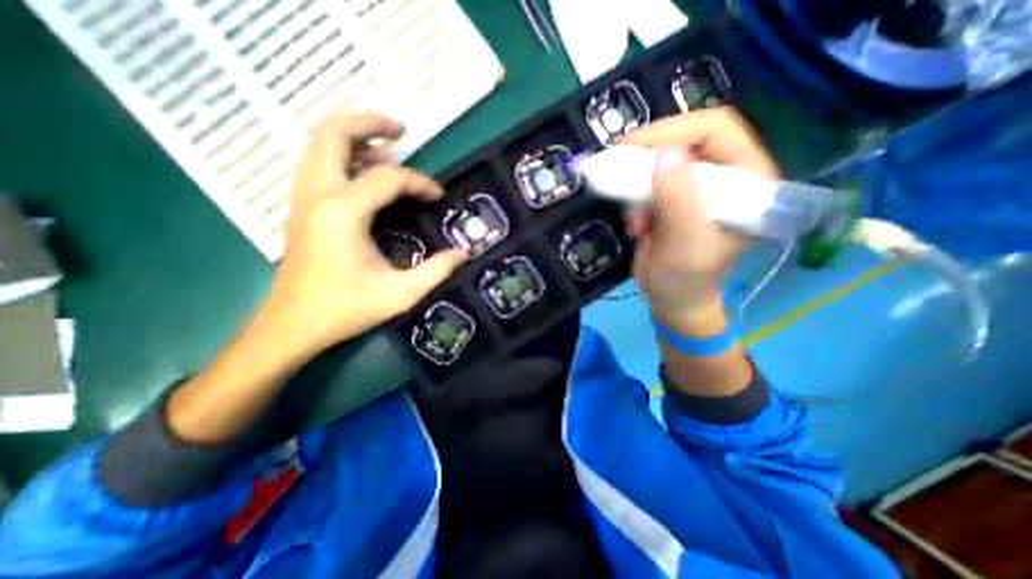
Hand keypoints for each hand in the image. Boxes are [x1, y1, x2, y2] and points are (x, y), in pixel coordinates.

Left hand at [261, 111, 465, 358]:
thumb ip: (436, 271)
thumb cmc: (346, 309)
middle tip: (400, 131)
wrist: (293, 325)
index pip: (387, 179)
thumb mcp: (401, 294)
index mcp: (343, 213)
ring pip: (319, 144)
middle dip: (368, 122)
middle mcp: (318, 195)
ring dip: (353, 137)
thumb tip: (465, 253)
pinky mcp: (302, 208)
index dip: (419, 183)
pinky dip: (341, 155)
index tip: (438, 196)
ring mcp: (304, 199)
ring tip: (387, 151)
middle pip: (332, 133)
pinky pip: (317, 163)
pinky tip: (365, 173)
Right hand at [621, 103, 781, 332]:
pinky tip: (636, 227)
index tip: (631, 149)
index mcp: (747, 180)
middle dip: (648, 158)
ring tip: (635, 221)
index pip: (716, 129)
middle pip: (684, 139)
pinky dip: (634, 199)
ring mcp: (696, 186)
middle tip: (618, 172)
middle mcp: (724, 175)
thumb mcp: (685, 244)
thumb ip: (679, 200)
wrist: (671, 299)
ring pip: (660, 161)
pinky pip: (647, 181)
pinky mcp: (673, 197)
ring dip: (638, 186)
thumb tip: (664, 154)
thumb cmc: (686, 278)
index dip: (672, 131)